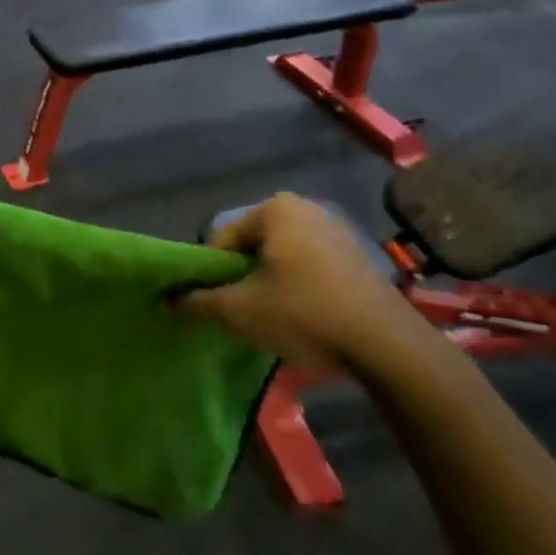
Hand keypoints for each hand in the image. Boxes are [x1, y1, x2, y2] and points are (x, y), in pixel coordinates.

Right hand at [177, 194, 434, 376]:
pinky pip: (311, 266)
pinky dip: (299, 287)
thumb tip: (167, 300)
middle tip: (244, 312)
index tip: (217, 304)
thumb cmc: (305, 314)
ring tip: (272, 318)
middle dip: (243, 277)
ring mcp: (337, 230)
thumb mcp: (240, 311)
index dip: (214, 273)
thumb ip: (197, 302)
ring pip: (282, 258)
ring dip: (270, 284)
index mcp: (275, 209)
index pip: (224, 239)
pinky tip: (304, 318)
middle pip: (253, 246)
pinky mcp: (358, 256)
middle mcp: (306, 208)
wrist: (387, 346)